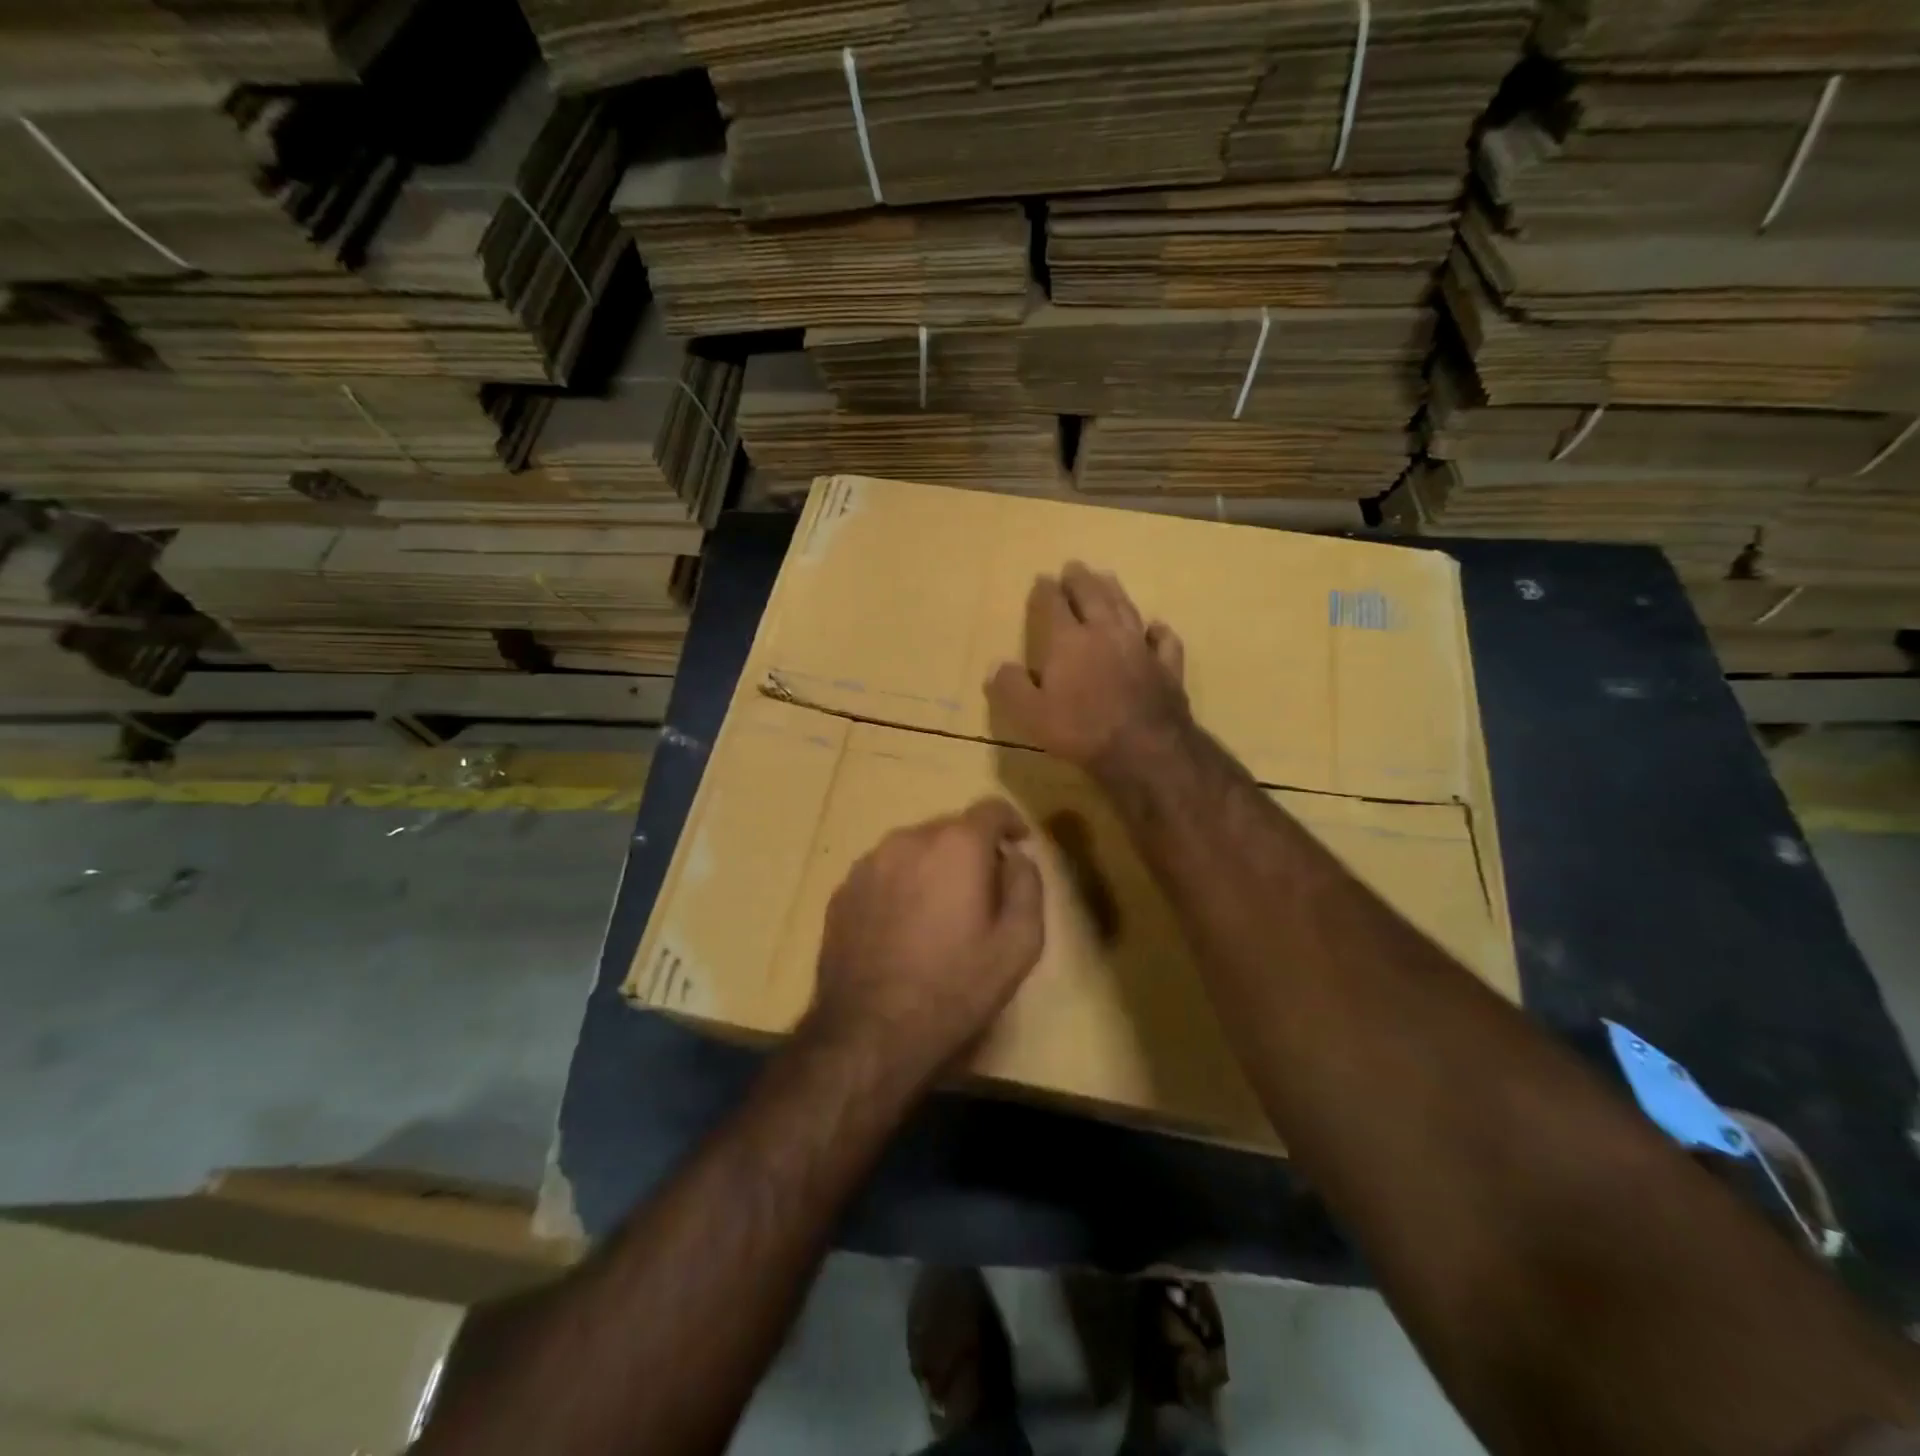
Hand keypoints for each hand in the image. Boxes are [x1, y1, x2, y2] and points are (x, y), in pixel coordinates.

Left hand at [806, 799, 1044, 1085]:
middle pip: (950, 828)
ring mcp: (868, 863)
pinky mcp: (842, 890)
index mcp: (956, 846)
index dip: (1010, 823)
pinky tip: (903, 928)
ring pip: (913, 849)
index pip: (990, 809)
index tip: (1019, 844)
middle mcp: (908, 840)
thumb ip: (1027, 886)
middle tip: (982, 891)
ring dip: (933, 867)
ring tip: (939, 912)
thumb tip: (1016, 857)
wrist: (868, 1033)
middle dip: (971, 850)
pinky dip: (901, 885)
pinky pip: (884, 872)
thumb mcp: (1018, 945)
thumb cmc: (955, 989)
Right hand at [987, 562, 1190, 775]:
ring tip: (1108, 578)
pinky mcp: (1167, 667)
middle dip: (1081, 579)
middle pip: (1093, 596)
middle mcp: (1105, 633)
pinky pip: (1163, 640)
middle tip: (1074, 566)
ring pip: (1127, 608)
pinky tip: (1155, 627)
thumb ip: (1011, 687)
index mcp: (1069, 641)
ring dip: (1115, 591)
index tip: (1042, 578)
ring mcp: (1140, 647)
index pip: (1054, 605)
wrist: (1144, 748)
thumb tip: (997, 666)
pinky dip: (1158, 630)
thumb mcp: (1030, 714)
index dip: (1046, 590)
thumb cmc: (1081, 730)